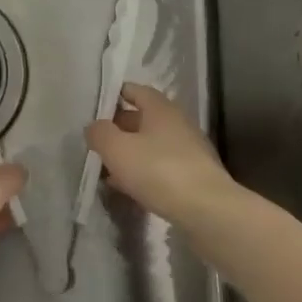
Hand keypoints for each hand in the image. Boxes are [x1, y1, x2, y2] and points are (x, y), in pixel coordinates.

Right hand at [85, 84, 236, 224]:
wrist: (207, 210)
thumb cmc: (158, 170)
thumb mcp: (117, 149)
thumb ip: (100, 133)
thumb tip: (94, 126)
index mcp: (161, 109)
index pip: (136, 90)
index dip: (116, 95)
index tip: (96, 106)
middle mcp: (177, 124)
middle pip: (143, 118)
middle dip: (119, 127)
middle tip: (96, 140)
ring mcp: (188, 151)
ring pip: (151, 145)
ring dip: (130, 152)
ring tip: (106, 167)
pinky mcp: (193, 176)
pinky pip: (161, 167)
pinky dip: (143, 172)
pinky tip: (128, 187)